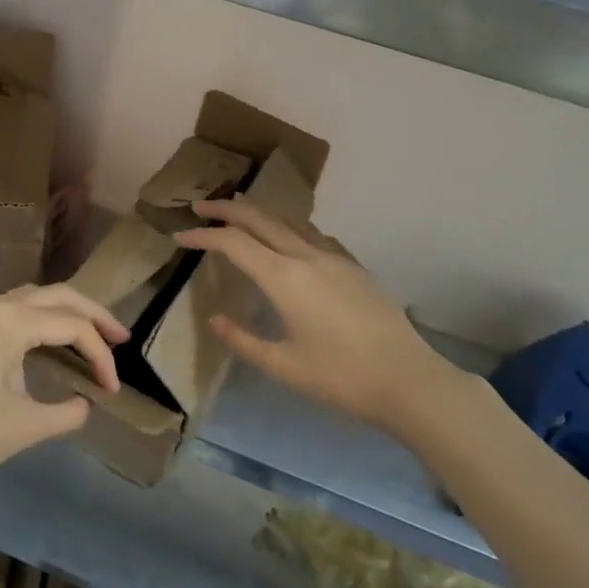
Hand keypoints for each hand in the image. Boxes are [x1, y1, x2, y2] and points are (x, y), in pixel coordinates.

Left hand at [0, 285, 126, 494]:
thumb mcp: (23, 427)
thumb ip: (66, 412)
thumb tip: (86, 404)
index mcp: (9, 321)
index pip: (71, 326)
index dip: (100, 356)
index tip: (113, 389)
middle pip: (57, 295)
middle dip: (92, 315)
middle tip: (121, 338)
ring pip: (33, 299)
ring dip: (66, 314)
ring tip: (94, 337)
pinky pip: (13, 312)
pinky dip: (41, 321)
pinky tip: (51, 343)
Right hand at [175, 200, 466, 431]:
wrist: (409, 380)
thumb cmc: (341, 378)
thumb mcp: (283, 366)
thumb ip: (243, 340)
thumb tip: (215, 318)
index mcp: (285, 279)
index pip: (234, 244)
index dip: (204, 236)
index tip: (179, 236)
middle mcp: (308, 257)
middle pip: (260, 219)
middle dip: (227, 210)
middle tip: (201, 207)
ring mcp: (335, 258)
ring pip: (289, 221)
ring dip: (259, 213)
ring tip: (239, 212)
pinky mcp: (354, 266)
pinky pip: (314, 234)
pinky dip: (289, 227)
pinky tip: (288, 239)